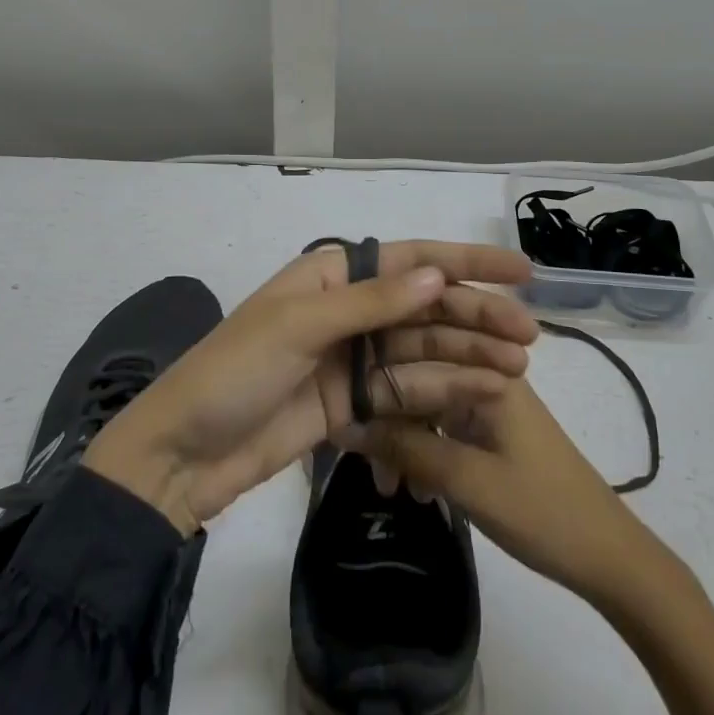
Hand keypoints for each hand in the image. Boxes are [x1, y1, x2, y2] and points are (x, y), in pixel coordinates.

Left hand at [84, 241, 538, 534]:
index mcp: (330, 275)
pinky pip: (407, 390)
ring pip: (422, 349)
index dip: (465, 263)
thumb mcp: (300, 327)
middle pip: (423, 307)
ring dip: (468, 356)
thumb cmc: (235, 372)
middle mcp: (346, 309)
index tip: (520, 272)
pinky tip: (482, 394)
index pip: (409, 260)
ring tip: (518, 369)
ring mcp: (350, 358)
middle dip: (475, 317)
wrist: (184, 455)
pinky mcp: (352, 403)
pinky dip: (443, 391)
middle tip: (529, 336)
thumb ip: (373, 303)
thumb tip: (438, 275)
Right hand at [365, 378, 651, 603]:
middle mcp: (484, 371)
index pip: (413, 355)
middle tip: (371, 471)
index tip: (349, 428)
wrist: (608, 556)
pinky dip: (424, 451)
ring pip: (427, 404)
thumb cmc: (541, 510)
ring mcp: (488, 400)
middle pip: (418, 378)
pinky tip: (414, 488)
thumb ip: (406, 449)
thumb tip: (346, 426)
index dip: (376, 387)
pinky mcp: (490, 428)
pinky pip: (443, 425)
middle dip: (387, 420)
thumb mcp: (467, 480)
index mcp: (485, 367)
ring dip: (403, 441)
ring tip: (390, 488)